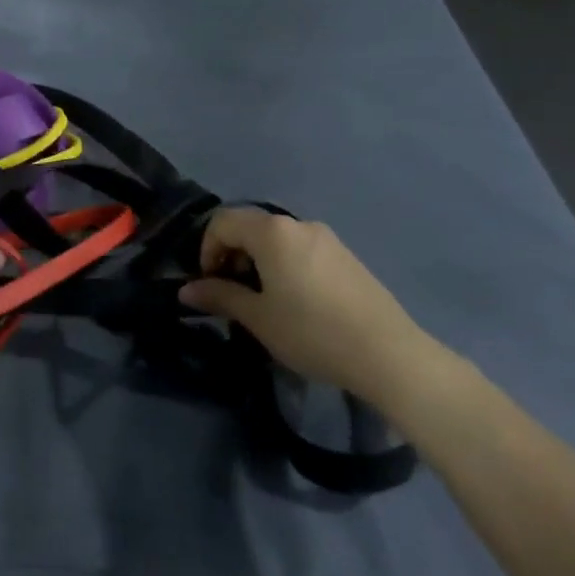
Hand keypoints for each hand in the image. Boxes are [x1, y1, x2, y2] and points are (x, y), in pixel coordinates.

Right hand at [178, 208, 433, 404]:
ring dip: (258, 260)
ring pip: (277, 238)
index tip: (209, 284)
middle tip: (231, 293)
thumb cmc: (311, 332)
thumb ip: (220, 296)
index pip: (223, 222)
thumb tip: (186, 291)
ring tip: (261, 300)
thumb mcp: (258, 318)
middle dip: (231, 253)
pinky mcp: (345, 255)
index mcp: (273, 232)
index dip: (207, 249)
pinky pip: (301, 248)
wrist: (388, 354)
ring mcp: (326, 238)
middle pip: (250, 226)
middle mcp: (298, 224)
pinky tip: (294, 300)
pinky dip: (283, 263)